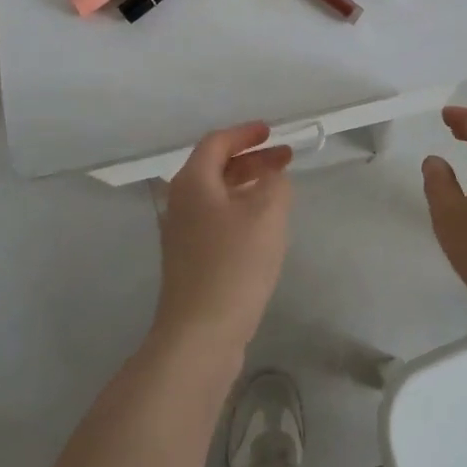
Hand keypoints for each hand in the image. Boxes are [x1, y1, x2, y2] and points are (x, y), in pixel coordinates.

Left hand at [152, 122, 294, 359]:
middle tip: (285, 159)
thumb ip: (275, 183)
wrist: (200, 334)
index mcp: (193, 183)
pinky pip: (217, 220)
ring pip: (218, 195)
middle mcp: (181, 202)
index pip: (217, 143)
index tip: (271, 131)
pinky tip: (264, 226)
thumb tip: (272, 177)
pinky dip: (241, 210)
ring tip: (280, 189)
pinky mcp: (191, 260)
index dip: (245, 134)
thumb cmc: (234, 264)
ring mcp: (182, 234)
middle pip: (216, 167)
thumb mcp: (266, 214)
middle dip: (252, 159)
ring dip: (248, 185)